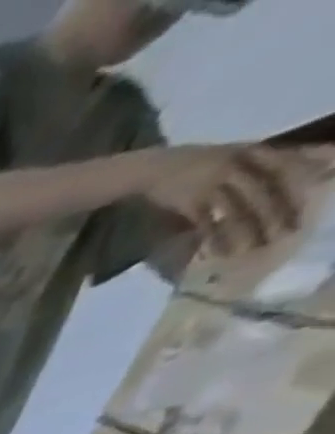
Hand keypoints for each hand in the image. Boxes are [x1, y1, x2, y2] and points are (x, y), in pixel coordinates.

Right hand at [139, 144, 307, 255]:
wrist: (150, 169)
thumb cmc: (190, 164)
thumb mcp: (228, 155)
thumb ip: (252, 163)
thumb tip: (277, 174)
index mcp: (249, 151)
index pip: (285, 164)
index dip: (303, 180)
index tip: (315, 195)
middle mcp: (235, 166)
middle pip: (264, 190)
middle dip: (277, 212)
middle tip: (287, 232)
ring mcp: (210, 185)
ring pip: (237, 208)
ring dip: (247, 230)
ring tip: (254, 248)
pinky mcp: (188, 203)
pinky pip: (206, 223)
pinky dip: (213, 238)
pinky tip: (217, 252)